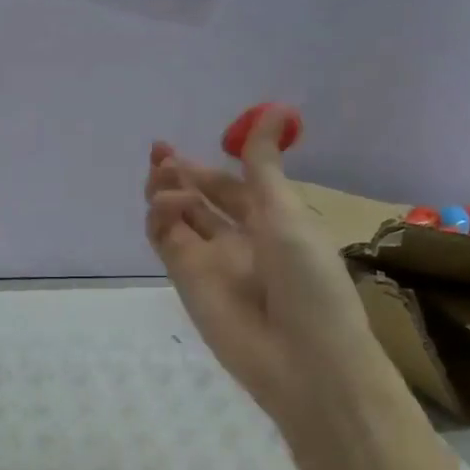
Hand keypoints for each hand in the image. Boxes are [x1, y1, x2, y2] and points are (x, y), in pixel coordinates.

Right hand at [145, 107, 385, 436]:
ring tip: (164, 175)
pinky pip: (167, 241)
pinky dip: (160, 218)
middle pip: (200, 199)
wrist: (303, 360)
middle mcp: (240, 239)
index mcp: (273, 222)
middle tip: (160, 153)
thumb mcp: (287, 214)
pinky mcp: (187, 281)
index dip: (210, 165)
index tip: (190, 143)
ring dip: (167, 191)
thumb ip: (264, 166)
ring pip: (178, 217)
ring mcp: (211, 261)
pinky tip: (167, 204)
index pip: (234, 186)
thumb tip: (273, 109)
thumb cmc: (309, 281)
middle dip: (179, 174)